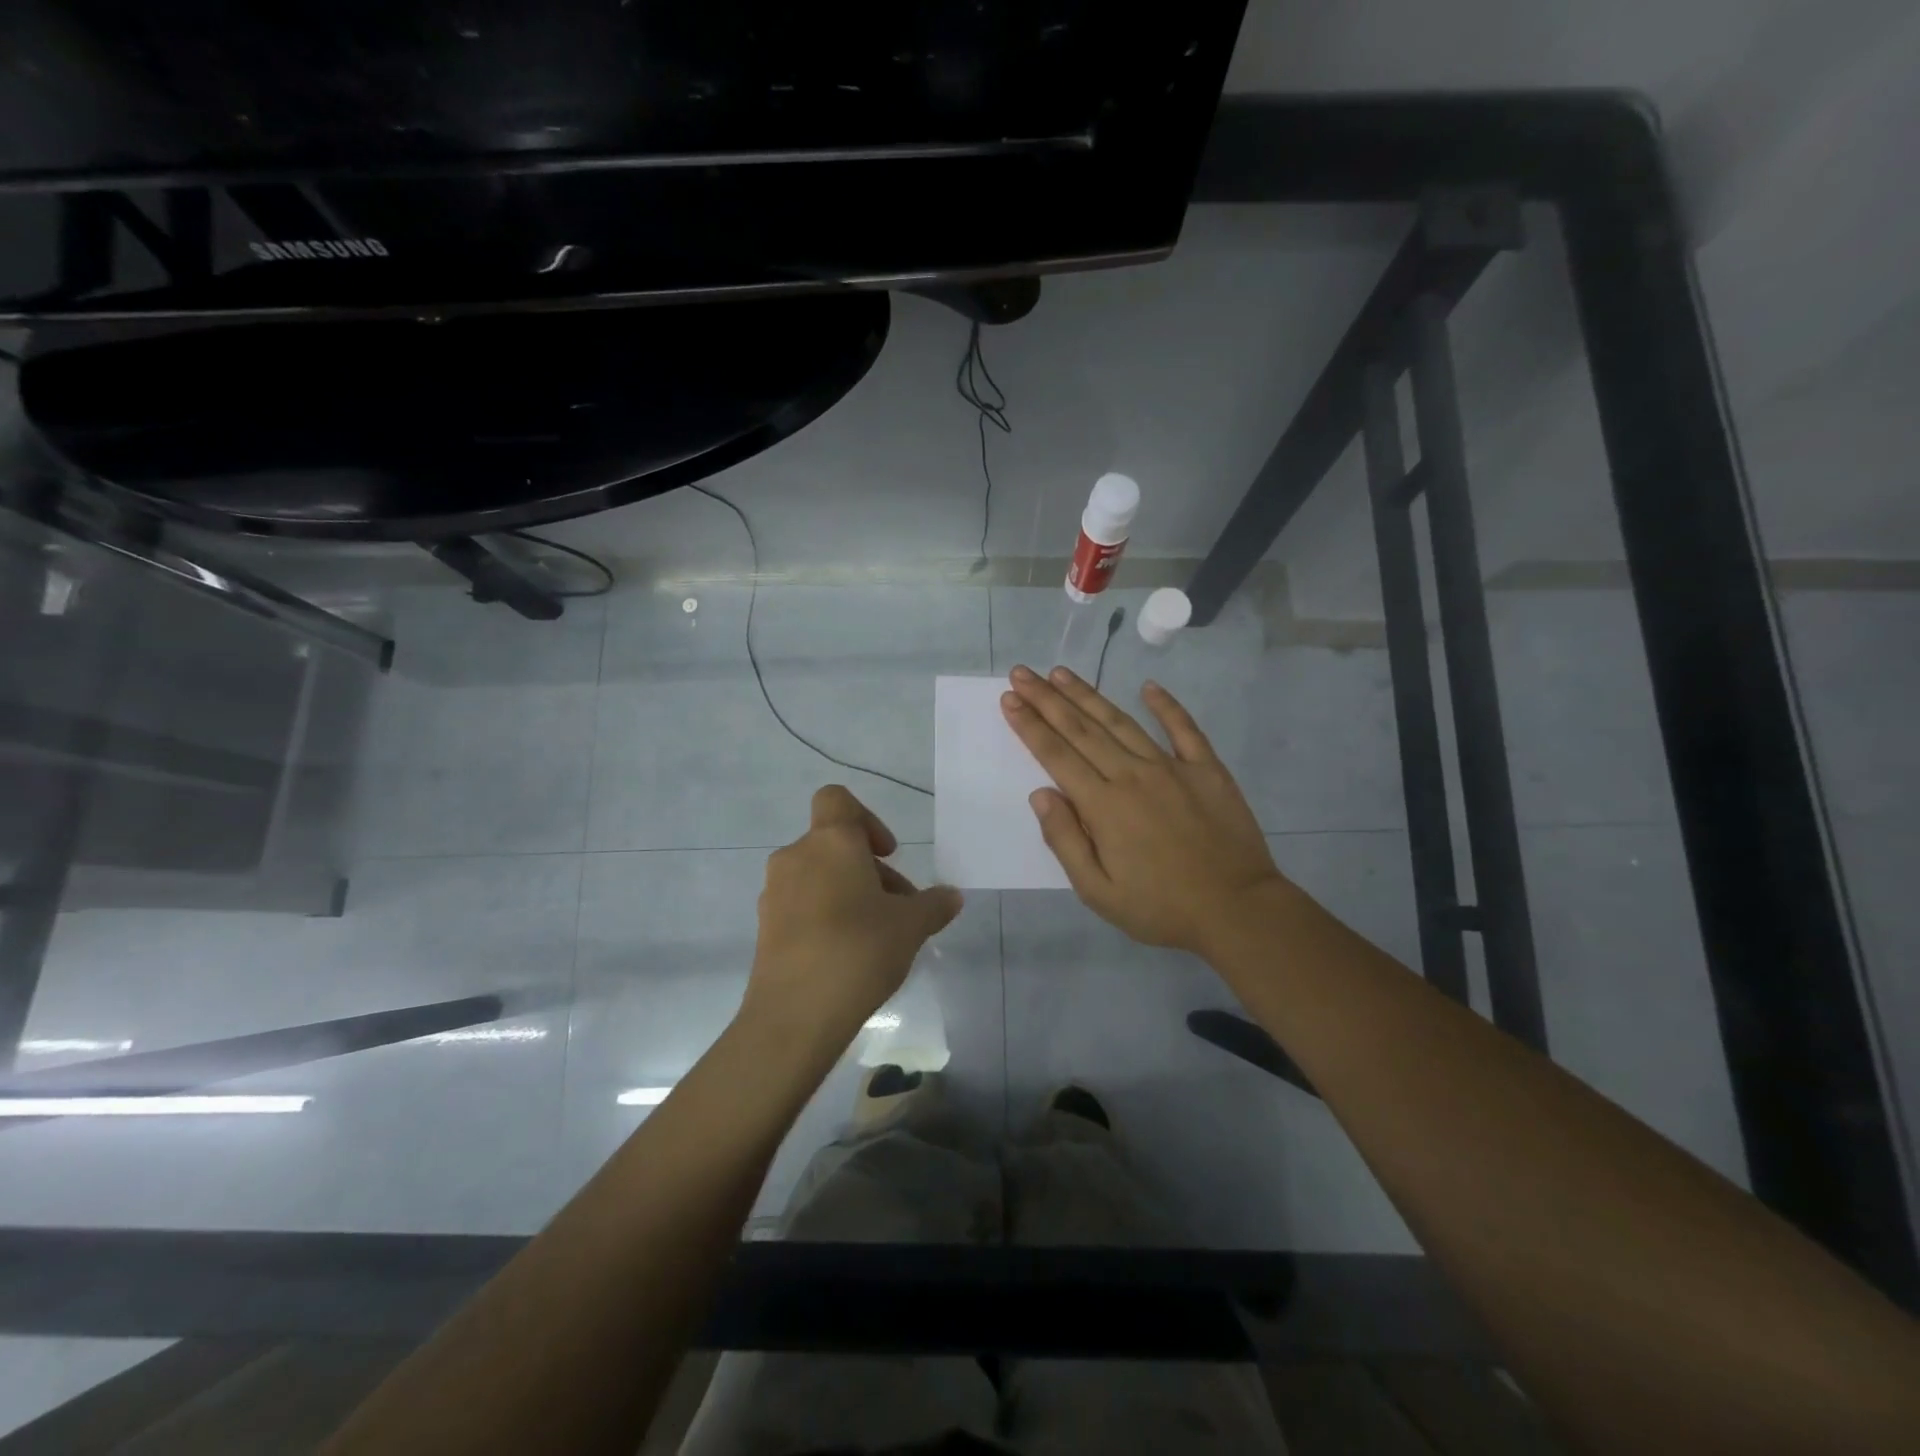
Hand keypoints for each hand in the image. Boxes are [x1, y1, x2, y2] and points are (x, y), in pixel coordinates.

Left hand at [744, 785, 963, 1051]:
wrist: (794, 1015)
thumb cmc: (859, 950)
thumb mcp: (911, 926)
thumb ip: (934, 904)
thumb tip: (952, 896)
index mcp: (830, 841)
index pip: (837, 799)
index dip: (867, 819)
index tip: (888, 854)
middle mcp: (796, 856)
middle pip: (835, 844)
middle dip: (870, 870)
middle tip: (899, 909)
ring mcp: (775, 892)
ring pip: (819, 876)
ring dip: (849, 893)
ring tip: (878, 936)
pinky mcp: (765, 926)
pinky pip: (802, 904)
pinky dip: (825, 915)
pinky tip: (849, 954)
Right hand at [1001, 666, 1288, 953]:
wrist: (1237, 910)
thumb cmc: (1160, 908)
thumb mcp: (1098, 891)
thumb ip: (1065, 840)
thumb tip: (1040, 794)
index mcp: (1103, 805)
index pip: (1056, 755)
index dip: (1030, 725)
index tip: (1009, 699)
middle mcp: (1132, 775)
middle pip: (1082, 729)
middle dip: (1047, 699)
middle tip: (1023, 673)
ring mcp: (1172, 767)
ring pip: (1121, 722)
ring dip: (1088, 695)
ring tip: (1061, 673)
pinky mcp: (1207, 769)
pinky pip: (1184, 728)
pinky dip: (1166, 705)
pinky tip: (1148, 686)